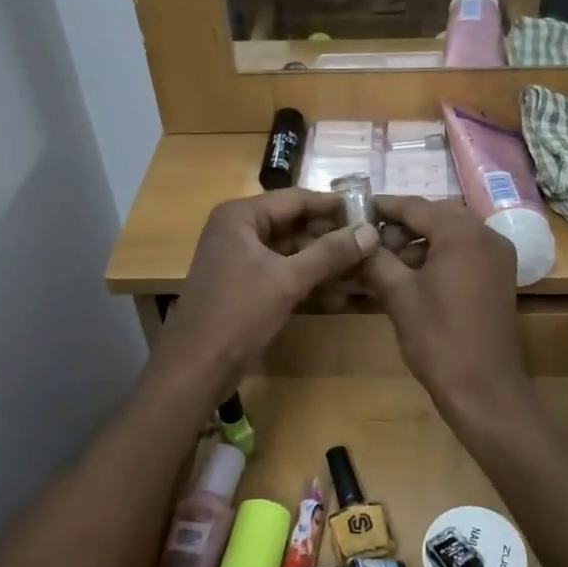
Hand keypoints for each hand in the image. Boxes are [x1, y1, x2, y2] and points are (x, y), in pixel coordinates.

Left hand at [155, 190, 377, 397]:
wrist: (196, 367)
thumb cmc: (238, 314)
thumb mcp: (288, 280)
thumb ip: (330, 253)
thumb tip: (371, 231)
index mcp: (240, 216)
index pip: (296, 199)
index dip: (333, 206)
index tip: (370, 213)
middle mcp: (237, 229)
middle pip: (293, 223)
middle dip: (330, 236)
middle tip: (371, 244)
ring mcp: (238, 257)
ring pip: (289, 249)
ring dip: (321, 259)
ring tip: (361, 267)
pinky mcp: (242, 283)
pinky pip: (281, 270)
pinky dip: (306, 277)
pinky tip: (336, 291)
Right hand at [360, 195, 524, 426]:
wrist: (483, 388)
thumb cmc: (438, 338)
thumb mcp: (398, 294)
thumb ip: (376, 258)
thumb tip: (357, 238)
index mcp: (462, 232)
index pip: (415, 206)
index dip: (383, 207)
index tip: (354, 209)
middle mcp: (486, 235)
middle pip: (435, 217)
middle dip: (401, 227)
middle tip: (368, 241)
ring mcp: (497, 256)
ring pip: (450, 235)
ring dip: (418, 243)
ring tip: (384, 262)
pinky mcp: (499, 277)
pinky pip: (464, 253)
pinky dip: (437, 257)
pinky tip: (410, 276)